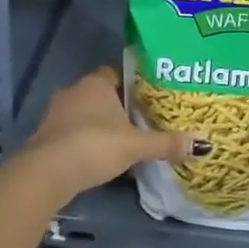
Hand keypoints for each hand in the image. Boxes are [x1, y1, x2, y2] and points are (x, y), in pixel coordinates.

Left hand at [16, 66, 206, 206]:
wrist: (47, 173)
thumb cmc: (94, 146)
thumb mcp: (135, 145)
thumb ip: (166, 143)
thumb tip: (203, 145)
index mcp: (95, 83)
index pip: (115, 73)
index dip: (130, 85)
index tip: (146, 99)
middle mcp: (73, 91)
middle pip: (99, 94)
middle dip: (116, 107)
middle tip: (138, 122)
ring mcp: (55, 114)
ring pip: (84, 114)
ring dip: (98, 126)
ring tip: (121, 142)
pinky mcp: (45, 137)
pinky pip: (71, 133)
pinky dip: (84, 142)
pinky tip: (97, 157)